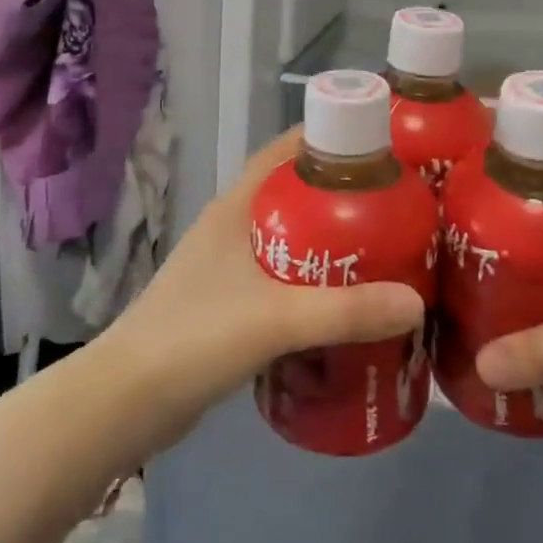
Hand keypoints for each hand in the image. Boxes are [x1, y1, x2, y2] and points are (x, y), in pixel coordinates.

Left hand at [102, 130, 425, 451]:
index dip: (331, 140)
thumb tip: (416, 302)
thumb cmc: (195, 337)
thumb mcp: (275, 319)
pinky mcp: (229, 305)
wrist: (126, 402)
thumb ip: (345, 311)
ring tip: (386, 253)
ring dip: (331, 244)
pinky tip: (347, 305)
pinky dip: (315, 284)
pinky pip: (284, 280)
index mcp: (237, 207)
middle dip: (344, 198)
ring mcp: (228, 267)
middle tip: (398, 207)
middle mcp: (233, 227)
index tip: (382, 146)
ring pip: (292, 240)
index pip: (286, 152)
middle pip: (296, 196)